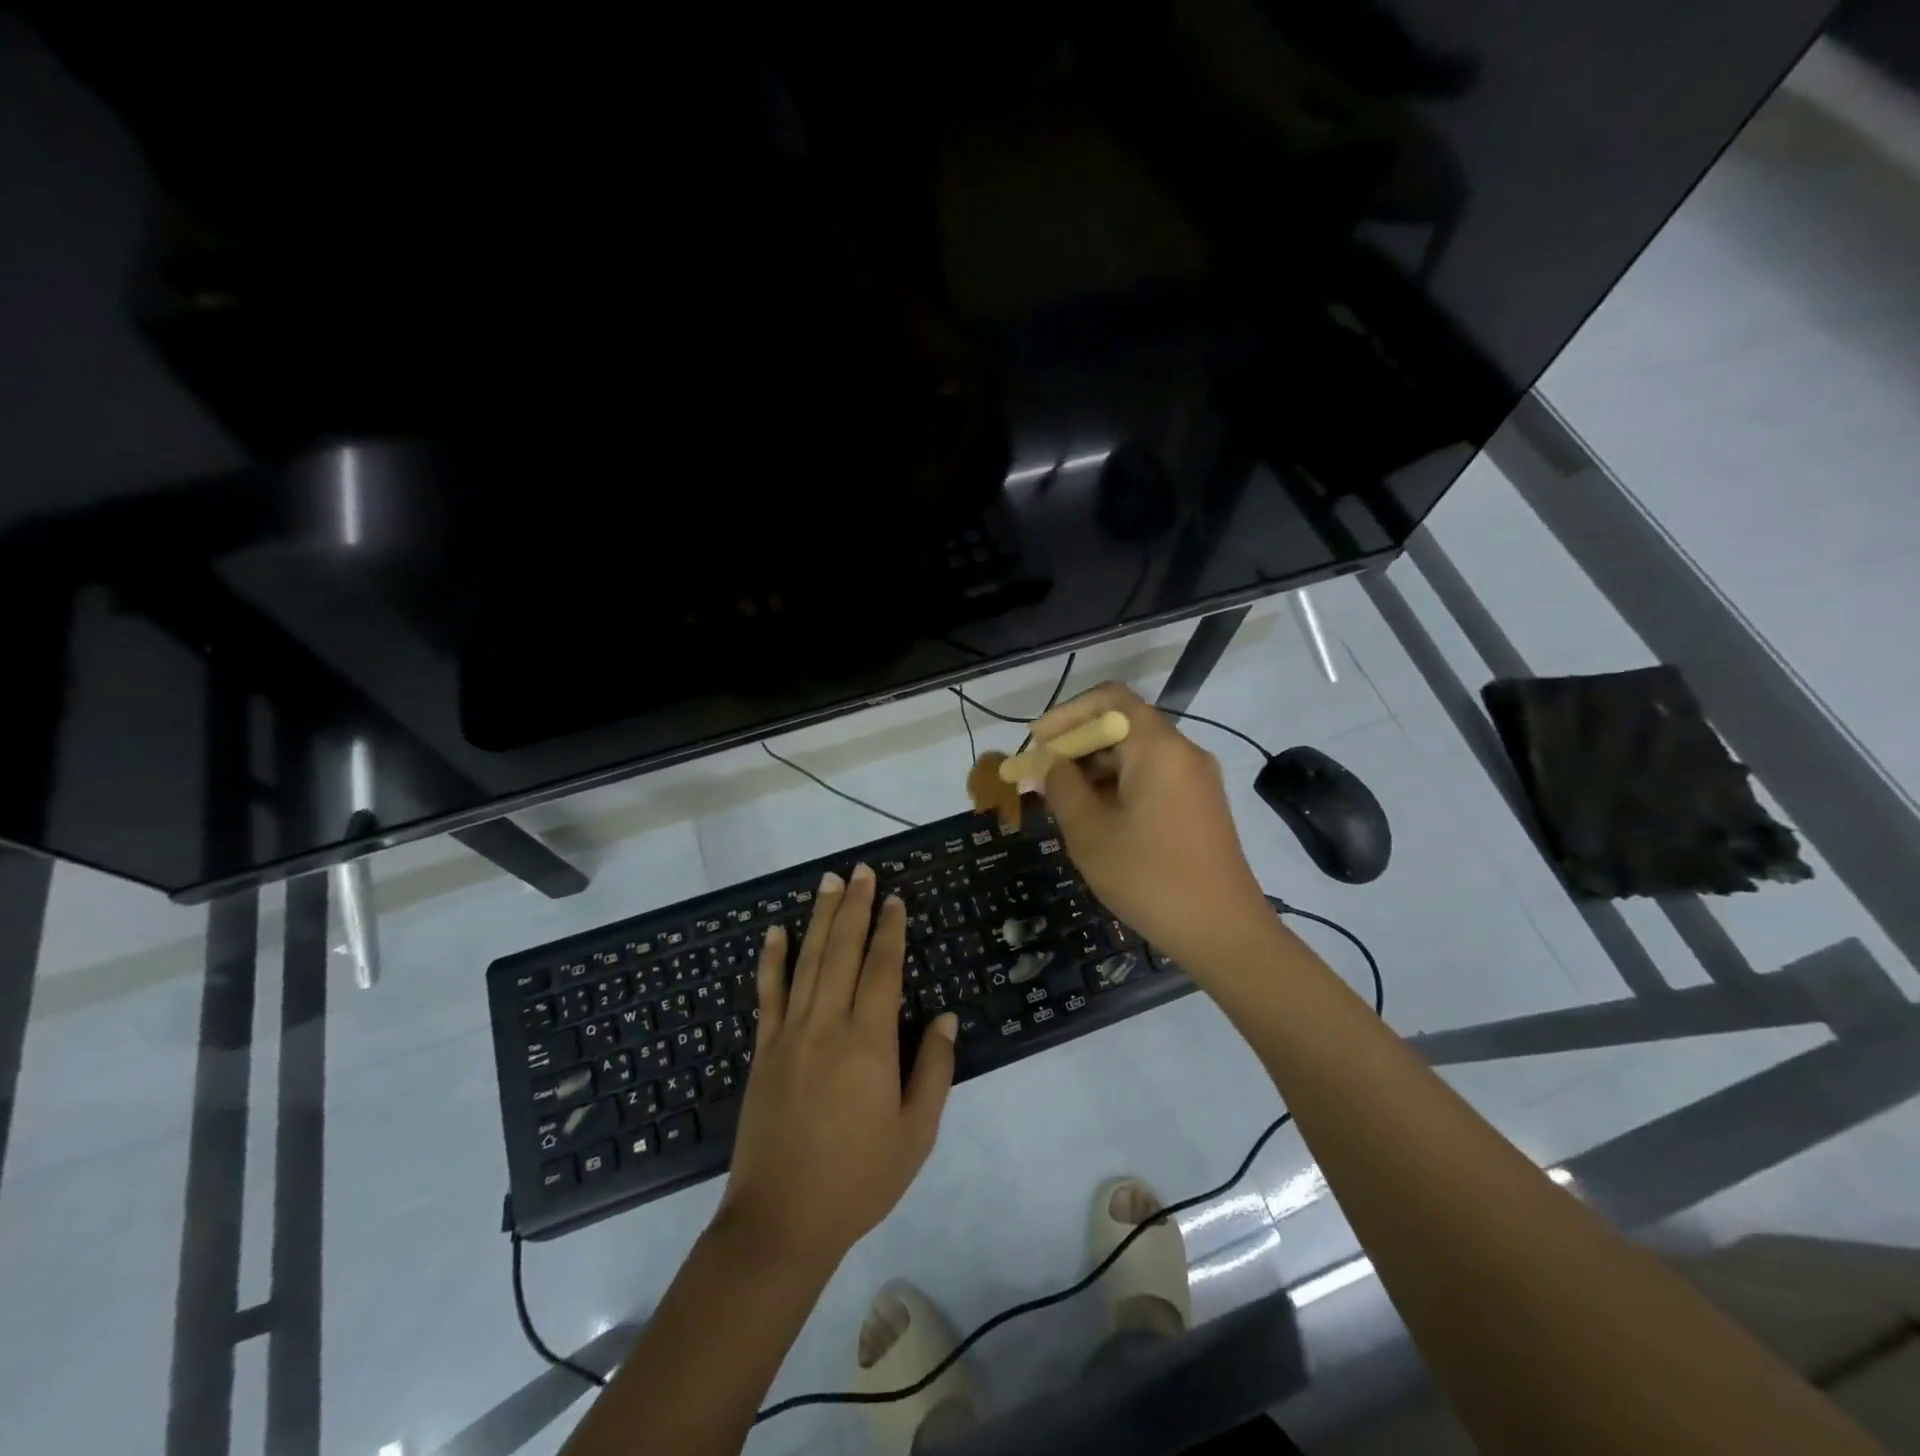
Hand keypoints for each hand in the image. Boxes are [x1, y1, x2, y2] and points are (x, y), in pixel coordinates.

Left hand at [718, 864, 958, 1269]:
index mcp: (868, 1043)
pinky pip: (768, 994)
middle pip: (842, 951)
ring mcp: (789, 1034)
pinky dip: (772, 960)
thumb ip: (933, 1069)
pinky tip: (775, 932)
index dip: (889, 930)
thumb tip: (945, 1018)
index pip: (881, 968)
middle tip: (861, 871)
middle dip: (854, 907)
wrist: (781, 1222)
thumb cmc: (858, 1179)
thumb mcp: (915, 1133)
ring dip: (819, 918)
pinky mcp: (763, 1050)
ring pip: (807, 962)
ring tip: (829, 882)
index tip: (894, 899)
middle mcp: (826, 1025)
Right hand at [1033, 682, 1275, 969]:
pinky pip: (1153, 777)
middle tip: (1040, 777)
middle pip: (1123, 725)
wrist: (1224, 932)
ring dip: (1095, 769)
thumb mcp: (1090, 832)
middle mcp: (1183, 752)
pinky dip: (1119, 785)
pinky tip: (1096, 817)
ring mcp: (1197, 779)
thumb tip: (1049, 764)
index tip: (1037, 743)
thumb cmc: (1150, 878)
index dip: (1066, 714)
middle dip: (1077, 745)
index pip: (1109, 699)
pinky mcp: (1201, 805)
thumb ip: (1062, 787)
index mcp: (1158, 748)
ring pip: (1137, 754)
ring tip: (1061, 802)